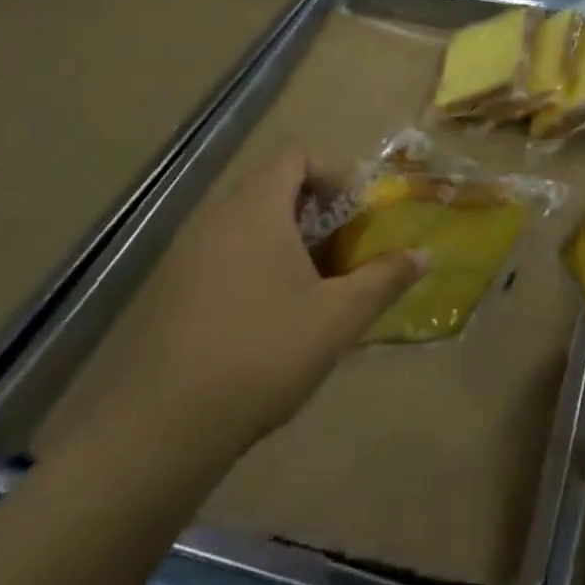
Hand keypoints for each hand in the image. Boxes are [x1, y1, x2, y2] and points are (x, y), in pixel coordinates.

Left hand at [67, 147, 424, 458]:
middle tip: (342, 255)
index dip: (333, 174)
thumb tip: (423, 255)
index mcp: (256, 208)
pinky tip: (268, 319)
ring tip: (312, 289)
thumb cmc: (263, 353)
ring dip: (285, 242)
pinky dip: (253, 266)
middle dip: (315, 214)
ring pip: (247, 224)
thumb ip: (385, 279)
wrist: (161, 428)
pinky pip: (222, 254)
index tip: (356, 217)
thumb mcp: (338, 317)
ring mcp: (186, 253)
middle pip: (273, 188)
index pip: (296, 156)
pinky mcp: (169, 289)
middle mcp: (216, 217)